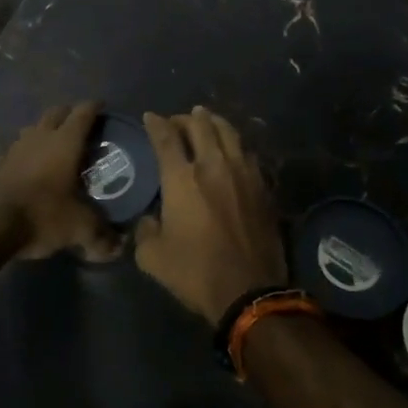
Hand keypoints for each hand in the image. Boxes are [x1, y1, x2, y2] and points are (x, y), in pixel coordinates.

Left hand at [0, 102, 121, 262]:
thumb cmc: (43, 215)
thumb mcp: (79, 227)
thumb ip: (101, 235)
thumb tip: (119, 247)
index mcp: (65, 142)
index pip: (83, 113)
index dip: (94, 107)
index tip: (103, 107)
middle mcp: (40, 137)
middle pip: (56, 112)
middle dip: (70, 114)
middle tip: (82, 126)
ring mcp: (16, 148)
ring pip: (34, 127)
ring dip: (47, 130)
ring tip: (57, 144)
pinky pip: (18, 148)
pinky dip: (28, 151)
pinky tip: (32, 166)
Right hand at [135, 108, 286, 325]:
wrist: (249, 290)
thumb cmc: (195, 272)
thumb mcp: (152, 257)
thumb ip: (145, 231)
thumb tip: (150, 219)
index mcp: (182, 179)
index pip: (166, 138)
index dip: (156, 123)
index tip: (150, 117)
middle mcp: (213, 166)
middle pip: (200, 126)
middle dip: (185, 118)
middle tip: (178, 120)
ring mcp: (243, 173)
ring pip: (229, 133)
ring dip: (214, 122)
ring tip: (206, 119)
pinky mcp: (262, 186)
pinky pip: (247, 153)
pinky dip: (235, 144)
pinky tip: (232, 148)